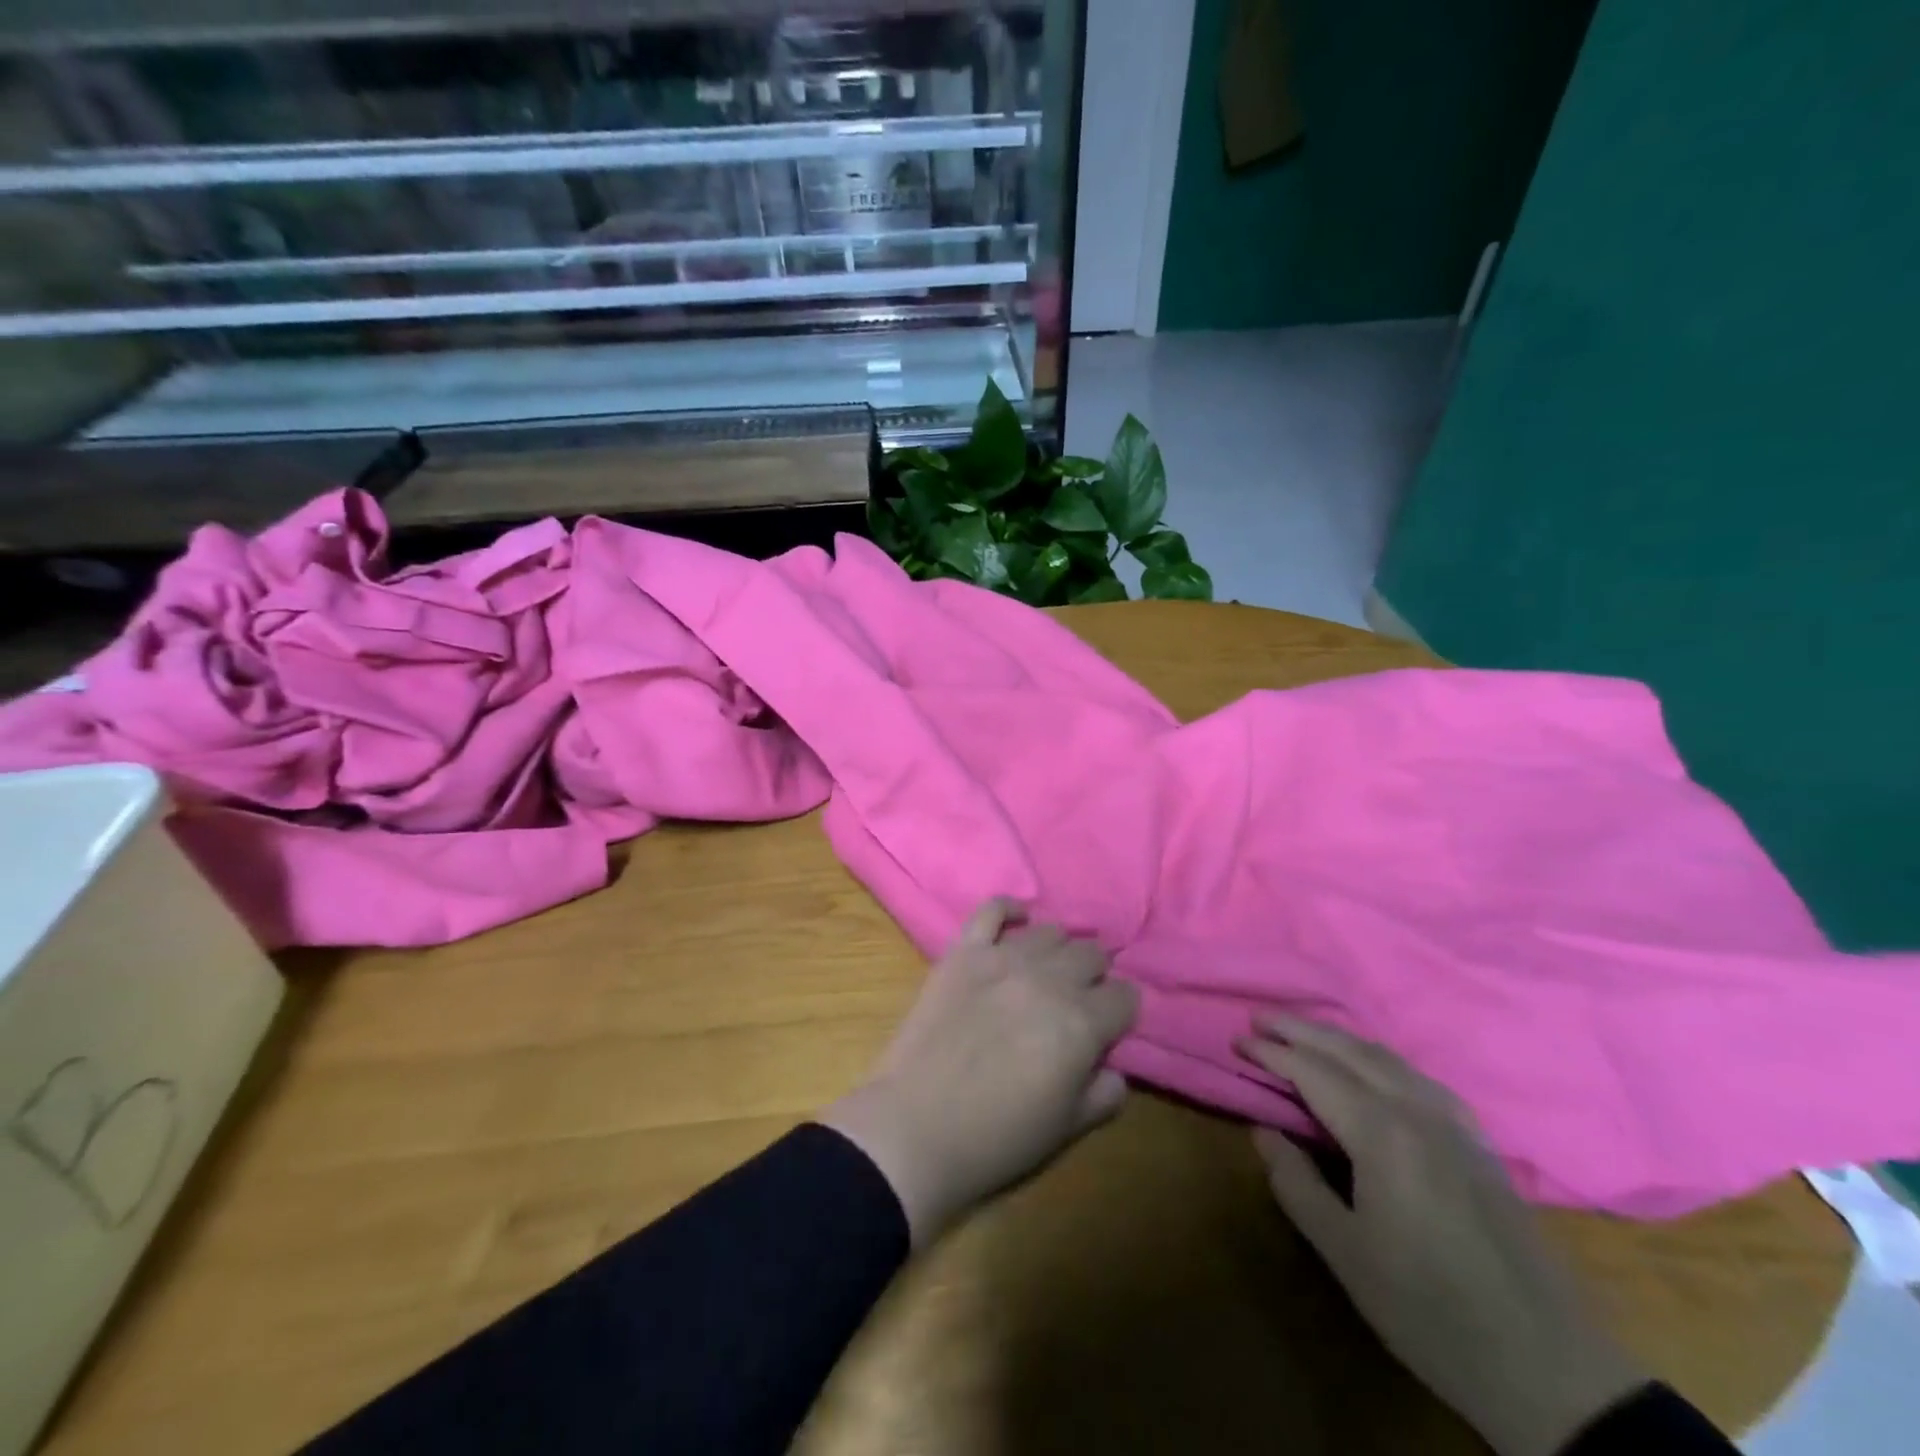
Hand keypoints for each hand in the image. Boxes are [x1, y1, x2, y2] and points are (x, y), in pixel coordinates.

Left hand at [823, 899, 1137, 1244]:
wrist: (914, 1127)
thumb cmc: (995, 1139)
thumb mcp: (1066, 1130)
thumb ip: (1103, 1094)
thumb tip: (1113, 1067)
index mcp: (1081, 1023)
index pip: (1125, 997)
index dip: (1120, 1013)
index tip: (1108, 1029)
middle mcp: (1049, 980)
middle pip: (1091, 955)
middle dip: (1094, 978)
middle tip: (1077, 1002)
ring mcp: (1002, 958)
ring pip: (1050, 932)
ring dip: (1058, 951)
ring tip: (1046, 973)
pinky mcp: (963, 951)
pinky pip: (992, 909)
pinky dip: (1009, 910)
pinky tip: (1017, 922)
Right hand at [1240, 1018, 1647, 1455]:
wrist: (1547, 1367)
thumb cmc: (1429, 1311)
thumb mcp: (1344, 1253)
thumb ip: (1296, 1183)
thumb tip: (1263, 1130)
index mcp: (1381, 1134)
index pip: (1313, 1072)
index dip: (1273, 1052)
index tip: (1238, 1039)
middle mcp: (1417, 1112)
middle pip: (1349, 1051)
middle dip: (1300, 1029)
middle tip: (1260, 1017)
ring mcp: (1455, 1124)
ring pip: (1387, 1058)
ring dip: (1338, 1038)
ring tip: (1304, 1033)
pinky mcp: (1479, 1143)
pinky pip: (1419, 1077)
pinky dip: (1381, 1058)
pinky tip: (1375, 1069)